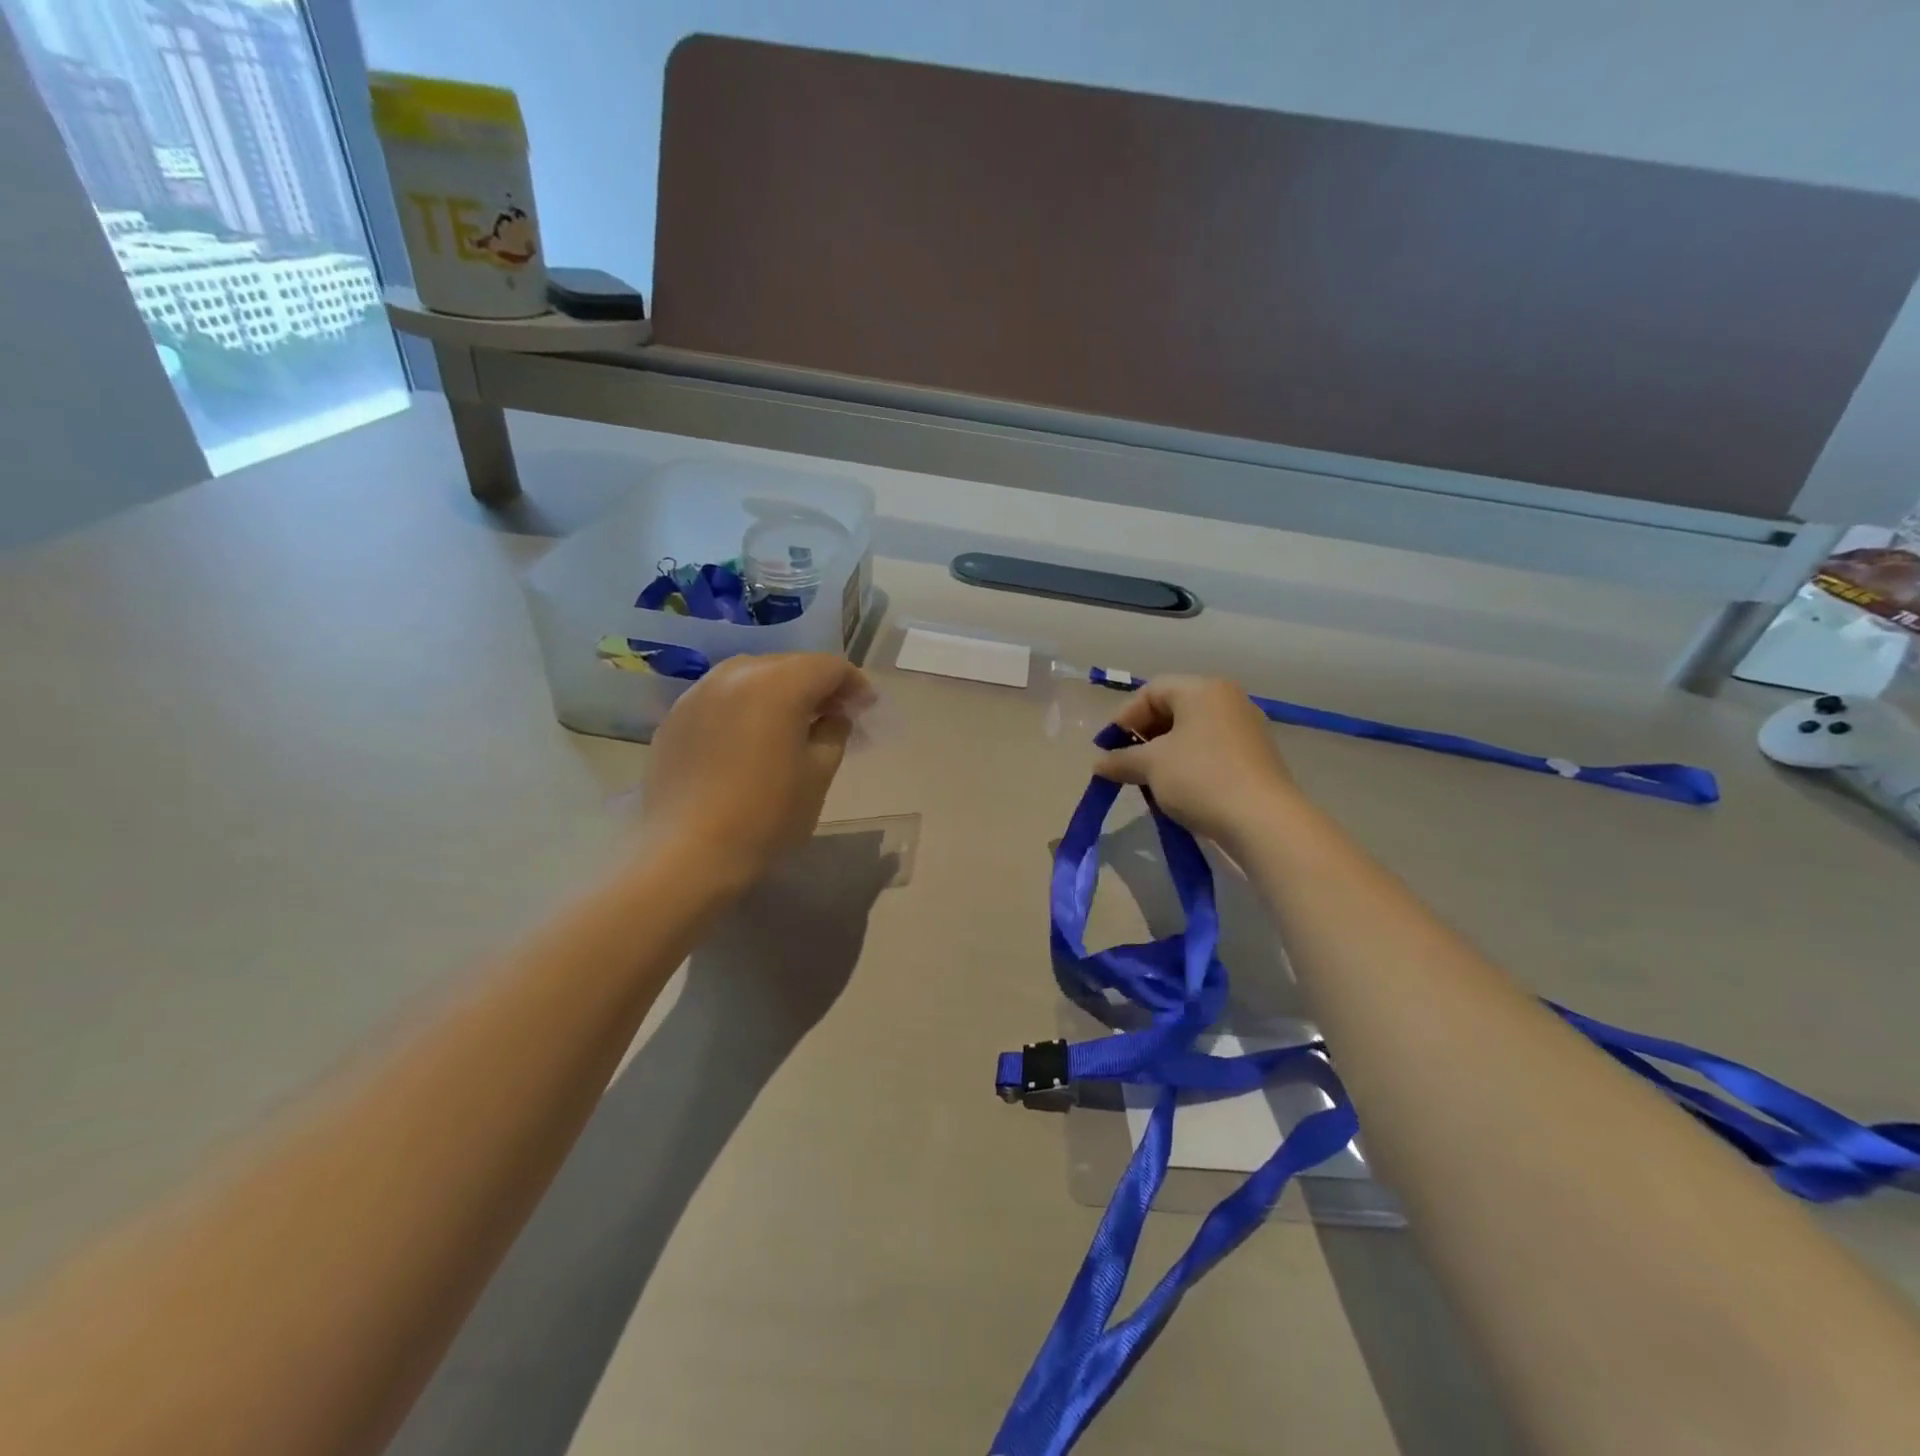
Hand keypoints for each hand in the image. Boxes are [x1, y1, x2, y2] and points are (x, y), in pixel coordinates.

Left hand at [640, 653, 870, 886]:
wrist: (686, 853)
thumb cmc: (765, 815)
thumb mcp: (818, 775)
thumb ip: (834, 733)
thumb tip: (834, 715)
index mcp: (779, 684)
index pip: (829, 666)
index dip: (854, 684)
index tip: (865, 709)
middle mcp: (736, 674)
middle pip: (789, 664)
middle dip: (817, 684)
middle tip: (833, 715)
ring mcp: (699, 692)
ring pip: (752, 675)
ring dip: (779, 691)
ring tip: (791, 724)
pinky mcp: (676, 716)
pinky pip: (722, 697)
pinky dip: (745, 706)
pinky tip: (749, 738)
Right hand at [1095, 676, 1302, 849]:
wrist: (1263, 820)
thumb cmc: (1201, 778)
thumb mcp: (1151, 766)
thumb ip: (1121, 759)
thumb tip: (1099, 764)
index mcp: (1203, 689)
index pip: (1151, 690)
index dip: (1124, 716)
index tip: (1107, 746)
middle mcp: (1227, 699)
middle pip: (1173, 707)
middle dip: (1143, 734)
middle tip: (1124, 761)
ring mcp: (1245, 727)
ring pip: (1192, 730)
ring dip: (1163, 751)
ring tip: (1146, 777)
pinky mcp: (1255, 756)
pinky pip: (1210, 748)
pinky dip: (1187, 761)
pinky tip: (1175, 786)